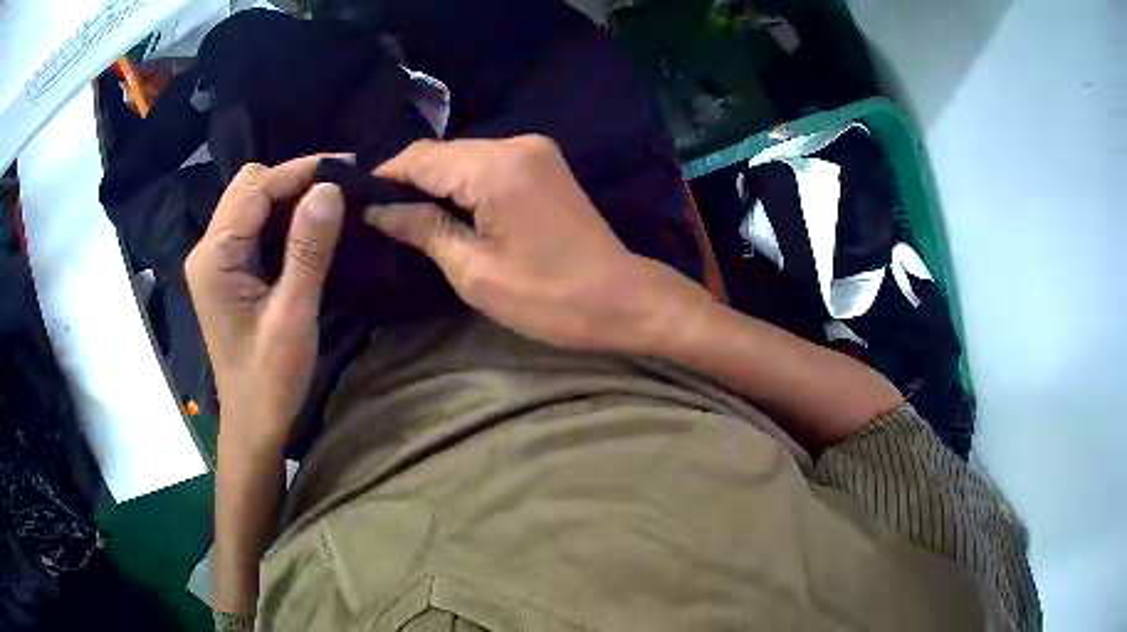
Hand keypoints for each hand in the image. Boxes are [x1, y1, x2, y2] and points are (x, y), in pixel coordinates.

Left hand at [185, 156, 343, 454]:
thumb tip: (330, 188)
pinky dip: (282, 217)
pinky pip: (254, 225)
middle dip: (294, 179)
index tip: (348, 166)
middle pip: (249, 186)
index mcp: (215, 257)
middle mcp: (208, 249)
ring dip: (289, 196)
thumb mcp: (293, 315)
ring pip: (251, 202)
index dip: (300, 171)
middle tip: (341, 188)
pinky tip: (309, 226)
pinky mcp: (227, 271)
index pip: (255, 188)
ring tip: (331, 202)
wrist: (253, 422)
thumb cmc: (270, 379)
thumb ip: (308, 250)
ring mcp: (215, 260)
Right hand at [367, 135, 714, 351]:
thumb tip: (378, 209)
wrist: (623, 299)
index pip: (419, 157)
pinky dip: (461, 183)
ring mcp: (535, 150)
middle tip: (375, 214)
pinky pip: (487, 164)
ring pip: (463, 157)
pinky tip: (444, 207)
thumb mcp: (474, 270)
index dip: (383, 176)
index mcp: (495, 166)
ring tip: (402, 214)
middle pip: (442, 153)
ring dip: (433, 182)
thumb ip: (423, 228)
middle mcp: (515, 143)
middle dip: (406, 180)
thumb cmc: (548, 297)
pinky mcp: (544, 164)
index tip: (355, 202)